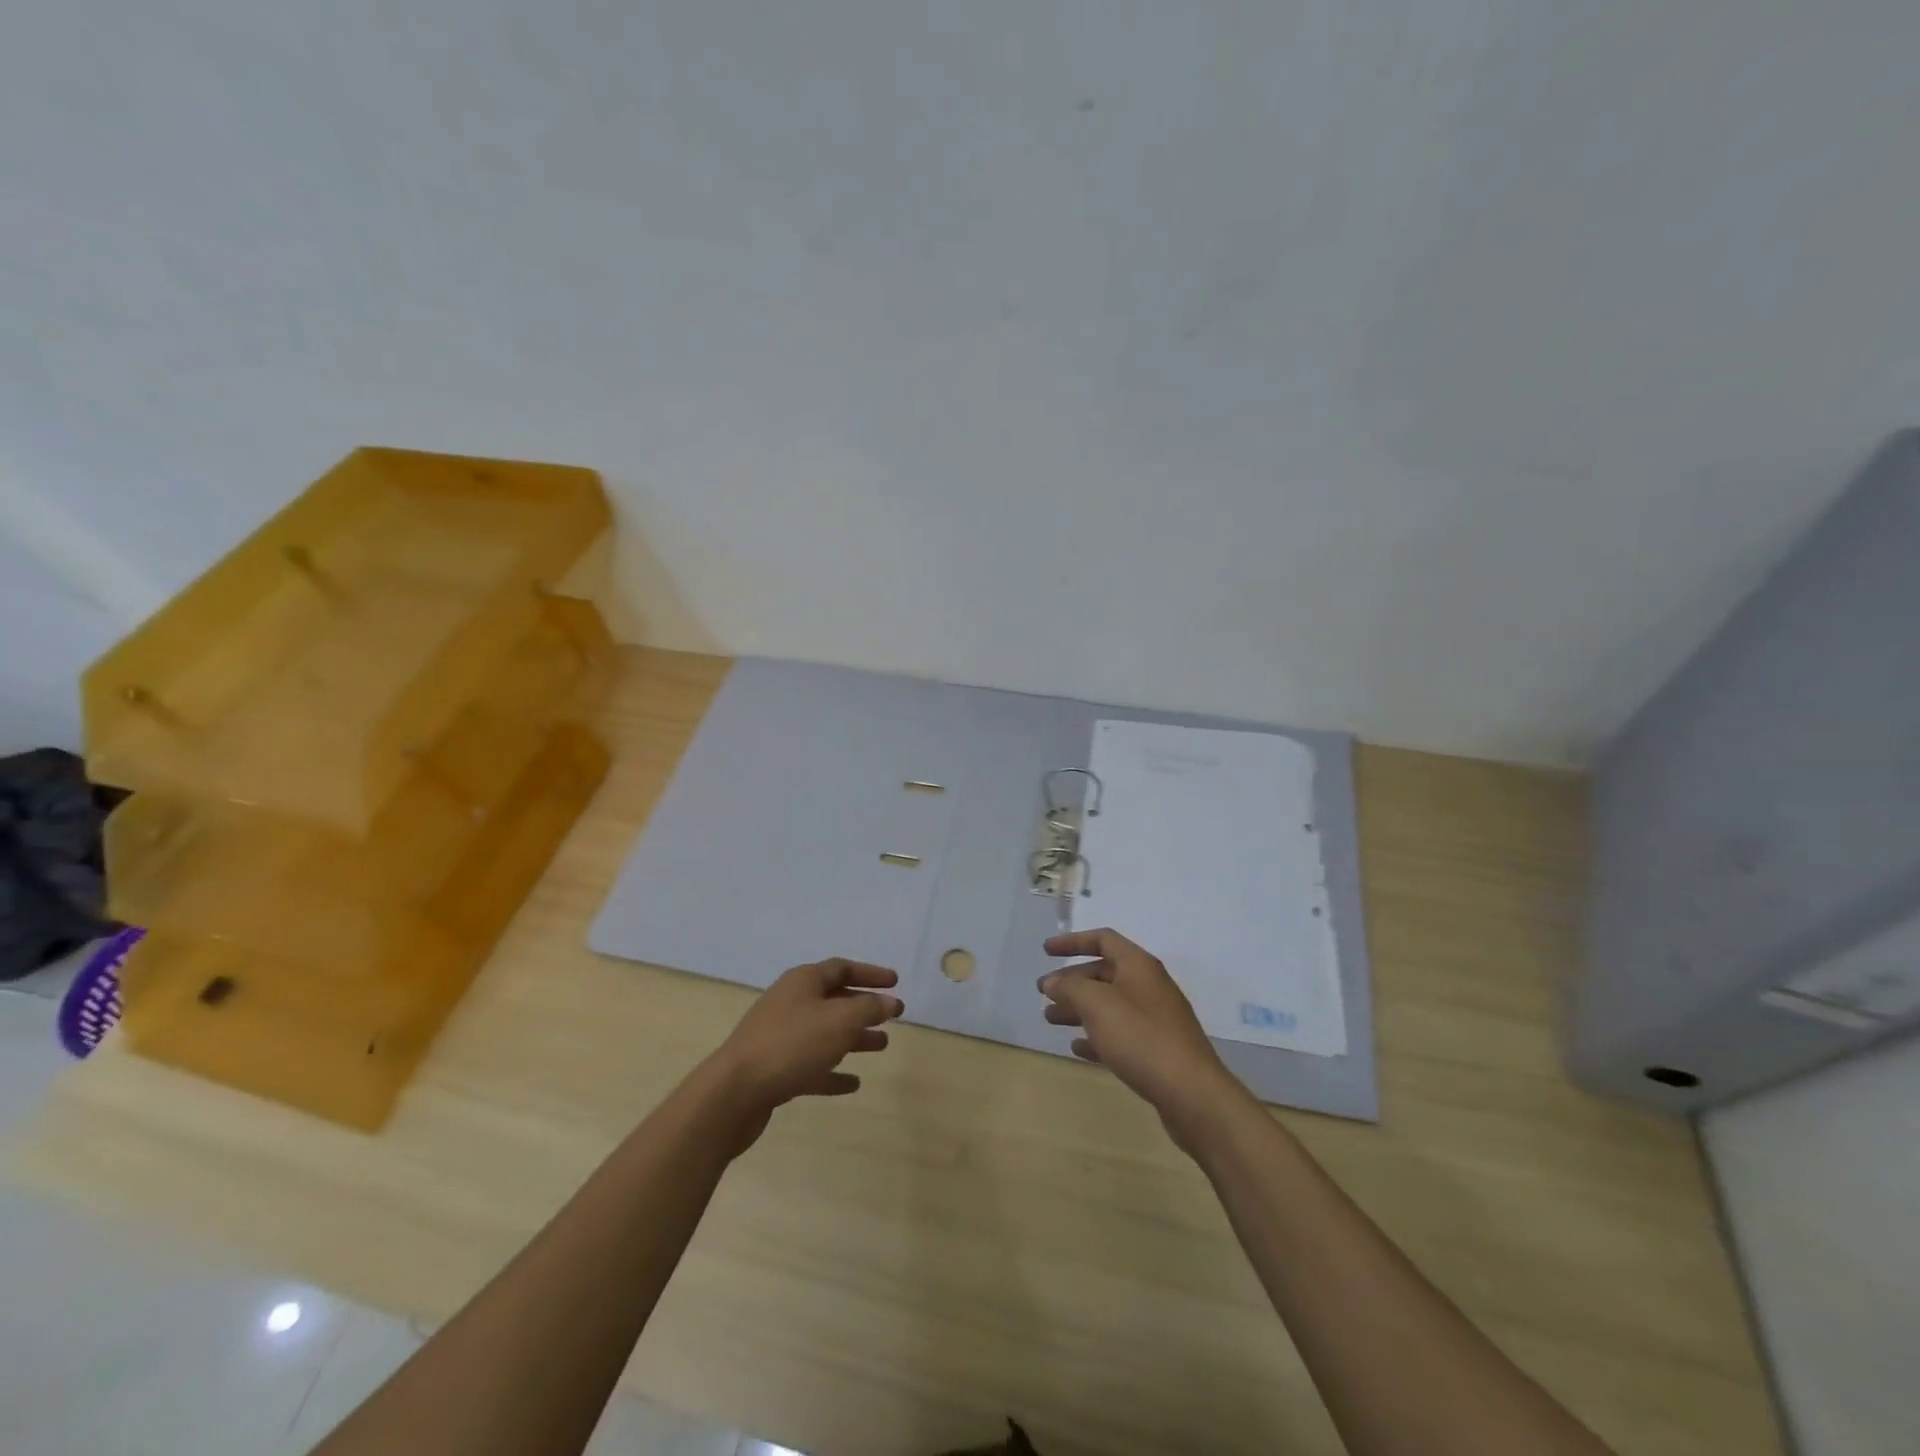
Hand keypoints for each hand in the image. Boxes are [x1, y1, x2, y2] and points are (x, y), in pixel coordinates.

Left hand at [707, 959, 902, 1146]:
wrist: (734, 1092)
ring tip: (882, 1046)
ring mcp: (780, 1036)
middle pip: (833, 999)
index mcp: (803, 982)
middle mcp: (791, 1002)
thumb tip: (890, 1001)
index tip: (895, 982)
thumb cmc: (792, 1045)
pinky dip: (833, 1071)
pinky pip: (811, 1064)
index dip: (870, 974)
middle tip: (892, 1017)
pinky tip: (853, 1083)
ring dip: (854, 1038)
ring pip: (825, 1032)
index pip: (842, 968)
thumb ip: (869, 1009)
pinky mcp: (774, 1069)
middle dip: (864, 1007)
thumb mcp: (839, 1021)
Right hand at [1038, 928, 1249, 1148]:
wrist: (1191, 1093)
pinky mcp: (1157, 1050)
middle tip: (1044, 994)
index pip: (1103, 939)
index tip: (1045, 952)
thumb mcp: (1098, 1005)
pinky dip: (1097, 1036)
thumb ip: (1070, 987)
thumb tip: (1053, 982)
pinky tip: (1078, 1048)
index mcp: (1138, 966)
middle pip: (1104, 973)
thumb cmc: (1141, 1038)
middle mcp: (1148, 986)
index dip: (1072, 941)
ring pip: (1110, 1005)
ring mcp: (1156, 1019)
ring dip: (1079, 1009)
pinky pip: (1120, 1034)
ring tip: (1051, 1020)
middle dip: (1072, 981)